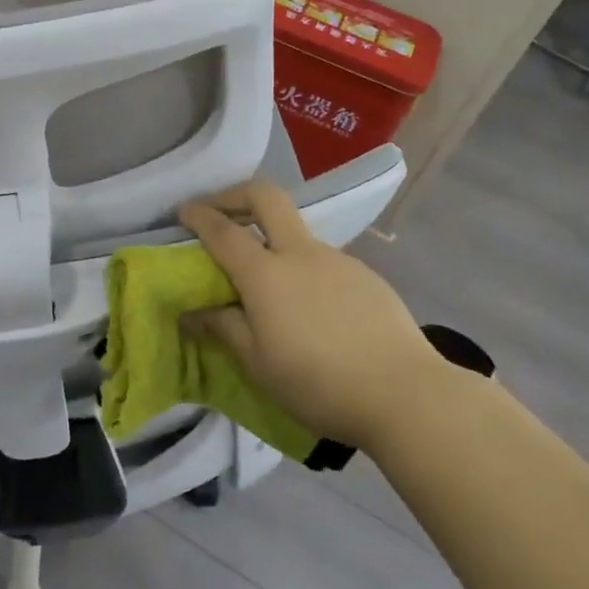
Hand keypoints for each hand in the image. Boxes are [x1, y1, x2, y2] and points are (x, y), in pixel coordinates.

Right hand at [178, 182, 445, 451]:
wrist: (405, 394)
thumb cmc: (318, 383)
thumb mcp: (258, 364)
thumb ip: (223, 329)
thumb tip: (190, 313)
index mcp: (266, 274)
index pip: (223, 230)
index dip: (199, 215)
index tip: (183, 211)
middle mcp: (300, 253)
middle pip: (266, 197)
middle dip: (235, 194)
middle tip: (220, 212)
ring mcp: (338, 260)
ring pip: (297, 232)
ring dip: (273, 240)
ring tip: (269, 285)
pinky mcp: (366, 275)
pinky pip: (324, 261)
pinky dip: (304, 269)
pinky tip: (313, 309)